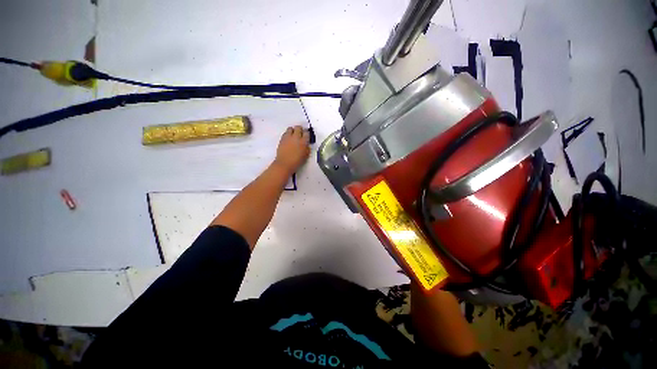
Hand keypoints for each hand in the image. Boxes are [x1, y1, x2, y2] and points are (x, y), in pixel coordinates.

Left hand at [274, 125, 309, 174]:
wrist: (284, 164)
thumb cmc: (297, 162)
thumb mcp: (306, 156)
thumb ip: (307, 148)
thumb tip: (307, 145)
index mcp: (303, 142)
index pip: (306, 133)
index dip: (306, 134)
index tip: (306, 136)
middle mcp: (296, 137)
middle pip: (298, 127)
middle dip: (300, 130)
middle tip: (300, 134)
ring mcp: (288, 137)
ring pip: (291, 128)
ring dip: (293, 130)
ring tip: (293, 135)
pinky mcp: (282, 139)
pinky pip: (285, 133)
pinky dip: (287, 134)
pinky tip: (288, 139)